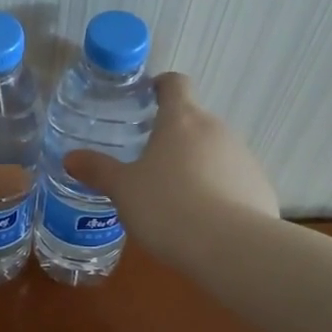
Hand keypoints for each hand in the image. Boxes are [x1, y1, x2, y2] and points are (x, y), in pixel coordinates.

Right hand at [64, 73, 278, 261]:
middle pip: (195, 122)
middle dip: (174, 138)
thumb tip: (71, 158)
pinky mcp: (260, 187)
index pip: (175, 84)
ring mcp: (244, 158)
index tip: (148, 98)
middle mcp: (218, 130)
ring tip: (175, 200)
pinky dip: (219, 192)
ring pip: (215, 153)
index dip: (161, 86)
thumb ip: (98, 170)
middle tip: (148, 164)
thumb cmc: (167, 207)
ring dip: (197, 166)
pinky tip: (203, 221)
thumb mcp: (123, 190)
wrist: (231, 247)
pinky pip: (233, 182)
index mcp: (182, 120)